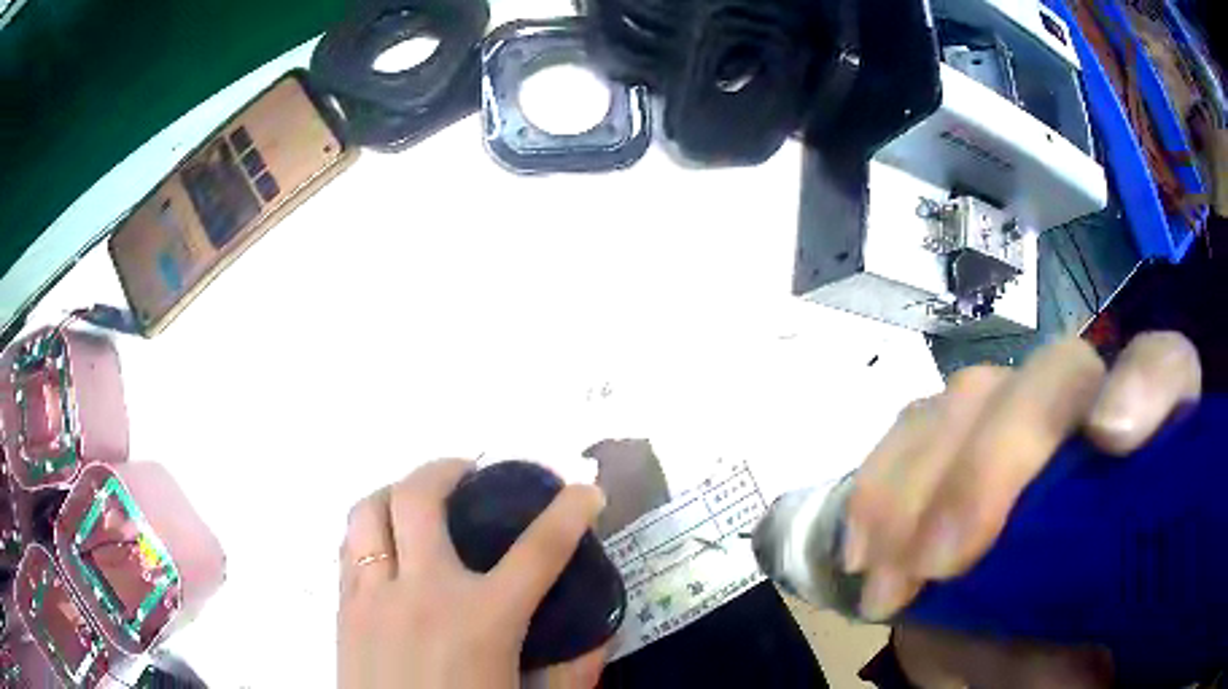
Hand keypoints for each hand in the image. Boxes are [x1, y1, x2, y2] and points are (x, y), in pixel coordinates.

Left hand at [338, 459, 608, 688]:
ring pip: (369, 510)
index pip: (538, 551)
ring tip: (419, 502)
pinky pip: (349, 545)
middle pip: (420, 497)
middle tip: (468, 473)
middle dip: (448, 468)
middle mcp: (422, 593)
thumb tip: (600, 636)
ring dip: (396, 492)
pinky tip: (387, 546)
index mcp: (483, 621)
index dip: (569, 513)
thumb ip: (574, 672)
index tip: (586, 491)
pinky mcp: (344, 608)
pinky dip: (370, 529)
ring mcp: (373, 596)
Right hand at [844, 333, 1200, 687]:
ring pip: (974, 396)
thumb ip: (1083, 659)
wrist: (1005, 650)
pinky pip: (912, 428)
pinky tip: (864, 551)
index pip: (1167, 369)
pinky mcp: (956, 442)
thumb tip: (1074, 660)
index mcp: (1147, 454)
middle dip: (996, 460)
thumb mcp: (1077, 670)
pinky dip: (879, 487)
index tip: (1111, 436)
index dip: (1145, 379)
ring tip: (888, 580)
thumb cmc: (1063, 654)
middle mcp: (1088, 416)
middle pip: (1057, 374)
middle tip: (943, 560)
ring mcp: (1019, 420)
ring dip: (919, 485)